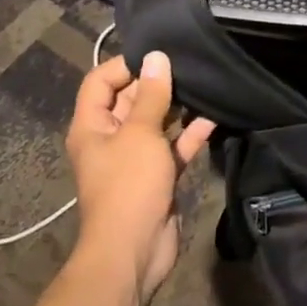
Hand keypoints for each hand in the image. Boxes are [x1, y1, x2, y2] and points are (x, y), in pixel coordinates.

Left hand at [65, 51, 215, 303]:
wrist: (134, 250)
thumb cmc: (128, 185)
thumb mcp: (140, 134)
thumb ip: (151, 95)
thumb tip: (156, 57)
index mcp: (92, 126)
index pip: (100, 81)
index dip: (124, 64)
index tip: (158, 55)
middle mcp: (111, 138)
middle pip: (131, 100)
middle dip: (157, 83)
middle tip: (189, 63)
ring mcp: (136, 158)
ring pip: (156, 122)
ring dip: (178, 106)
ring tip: (204, 84)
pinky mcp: (159, 175)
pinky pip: (175, 146)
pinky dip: (191, 133)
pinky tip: (214, 116)